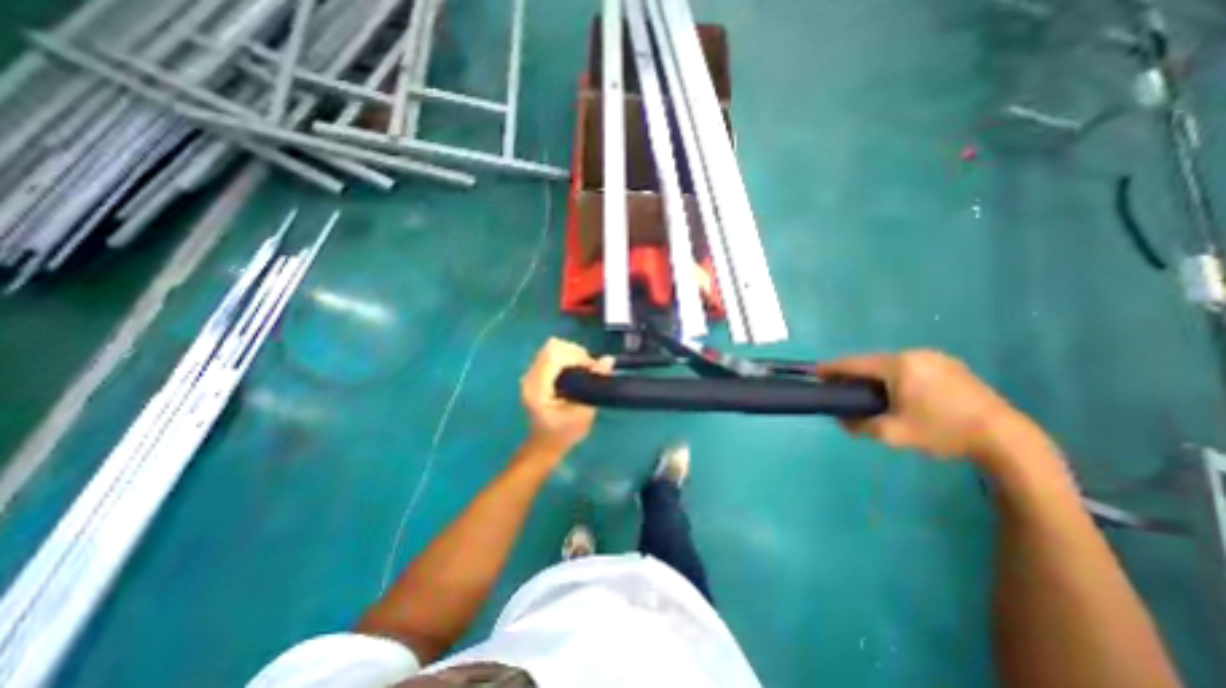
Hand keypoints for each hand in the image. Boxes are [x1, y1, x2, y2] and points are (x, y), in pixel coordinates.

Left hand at [516, 337, 613, 453]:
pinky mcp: (533, 374)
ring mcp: (529, 374)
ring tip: (583, 369)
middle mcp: (529, 377)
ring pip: (551, 347)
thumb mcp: (584, 412)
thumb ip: (594, 383)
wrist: (545, 444)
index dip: (576, 356)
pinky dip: (566, 357)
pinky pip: (550, 354)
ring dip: (571, 354)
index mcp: (538, 388)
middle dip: (575, 353)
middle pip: (552, 346)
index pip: (554, 355)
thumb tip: (608, 359)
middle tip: (588, 369)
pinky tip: (574, 371)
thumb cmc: (565, 433)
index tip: (591, 368)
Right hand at [812, 351, 1026, 458]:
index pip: (855, 363)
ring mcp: (936, 358)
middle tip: (841, 388)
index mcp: (899, 366)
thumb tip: (840, 420)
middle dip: (854, 374)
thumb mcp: (893, 434)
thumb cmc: (942, 432)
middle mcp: (915, 355)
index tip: (815, 373)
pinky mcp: (951, 366)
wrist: (1006, 439)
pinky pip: (912, 367)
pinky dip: (896, 376)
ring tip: (868, 392)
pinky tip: (899, 392)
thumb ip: (860, 425)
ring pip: (892, 364)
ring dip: (876, 376)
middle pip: (873, 361)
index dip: (832, 368)